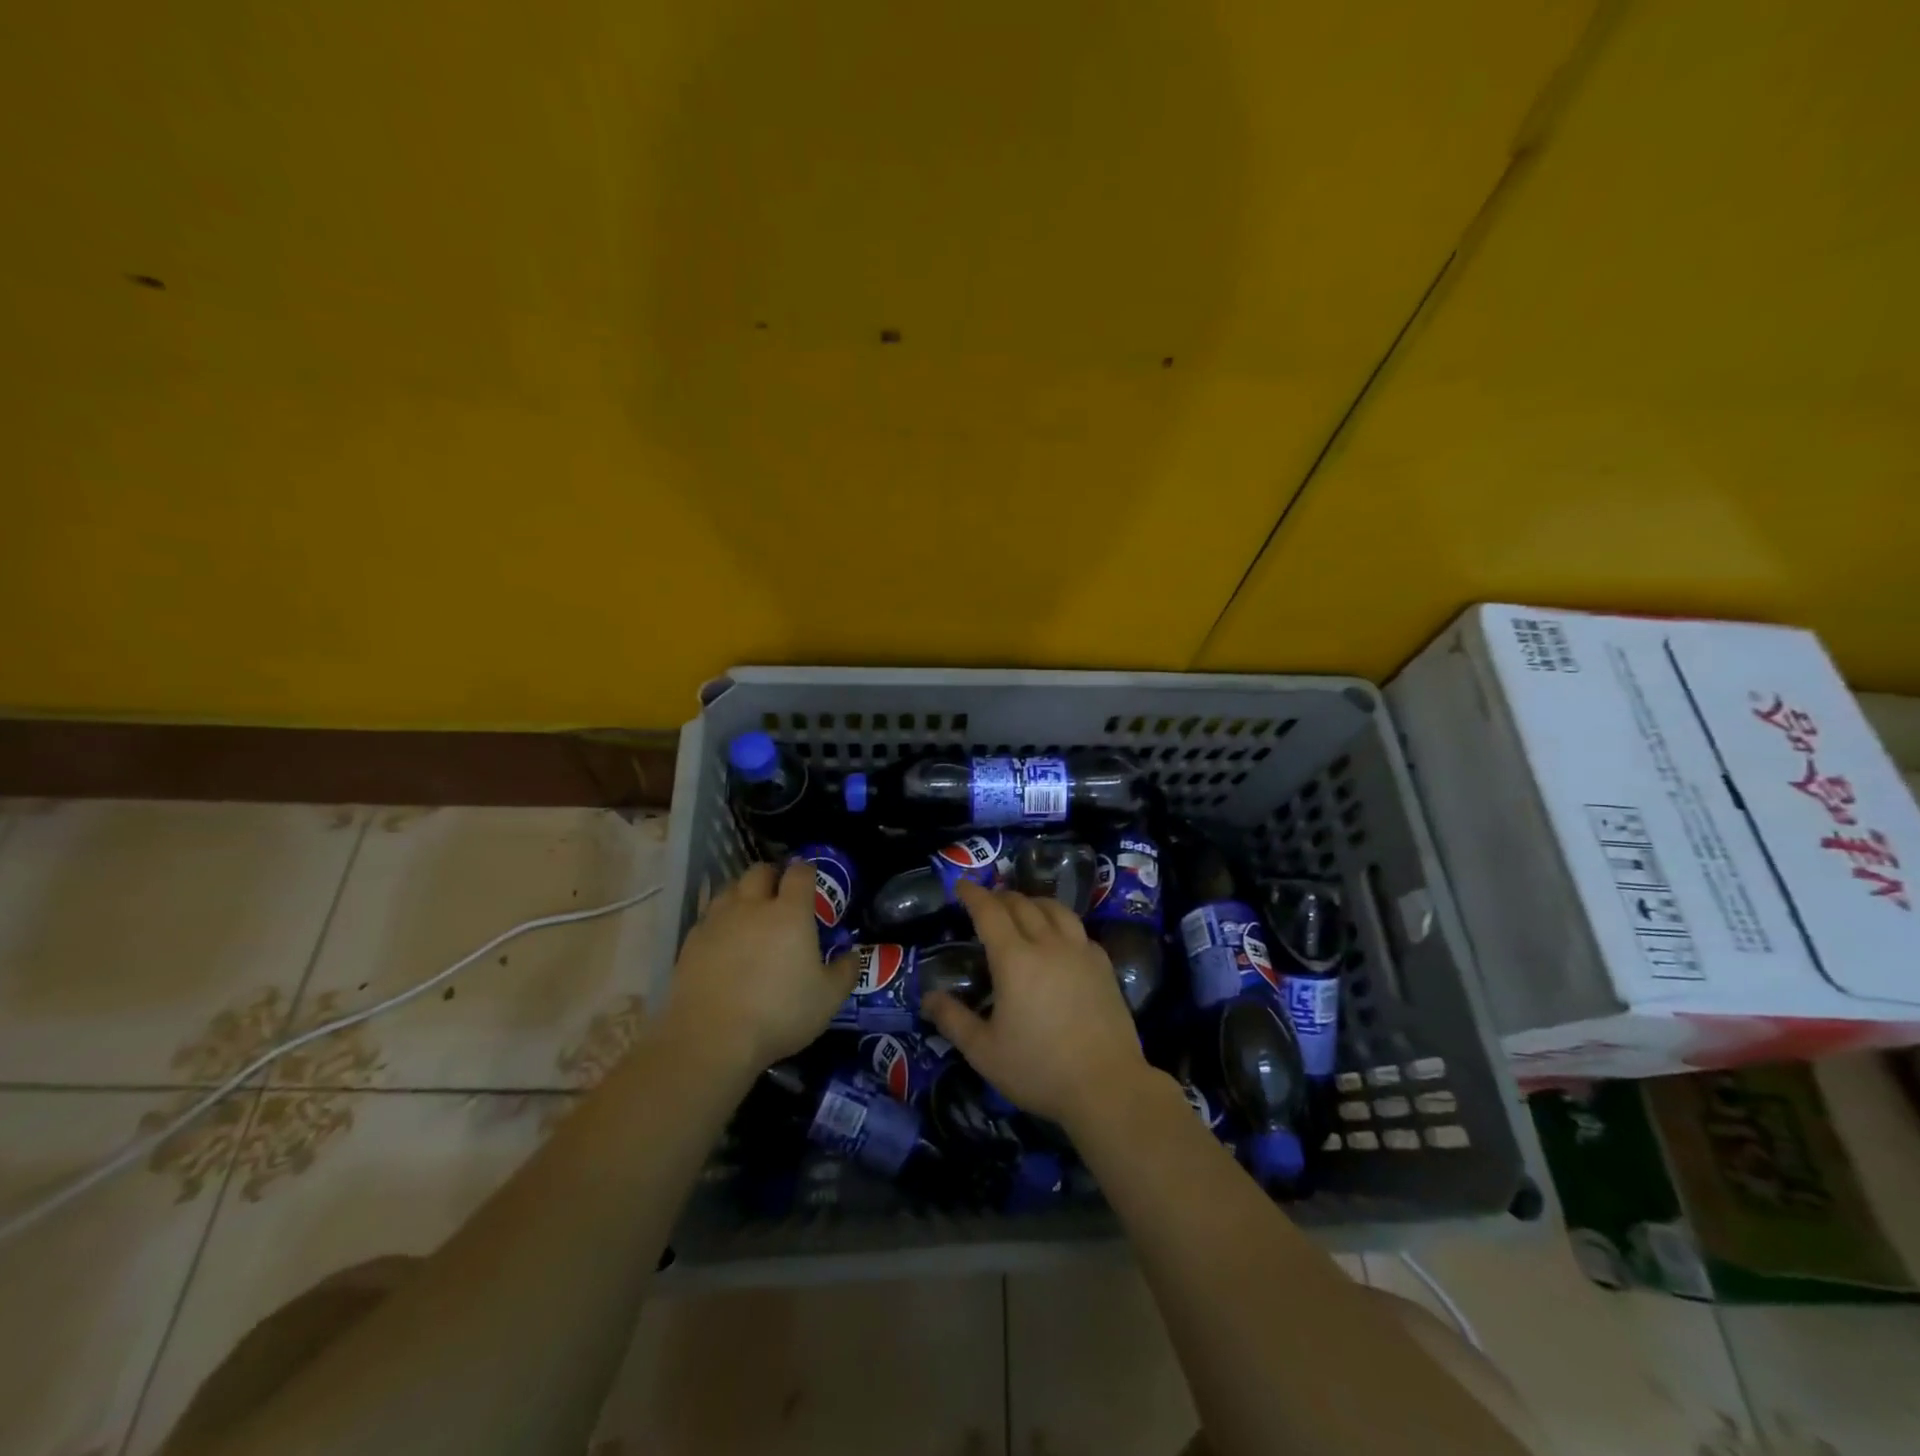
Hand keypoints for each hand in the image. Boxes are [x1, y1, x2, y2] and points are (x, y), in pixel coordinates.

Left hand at [662, 861, 857, 1075]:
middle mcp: (752, 906)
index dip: (807, 870)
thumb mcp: (828, 999)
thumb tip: (852, 955)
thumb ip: (845, 972)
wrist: (710, 1038)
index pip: (800, 873)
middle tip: (779, 892)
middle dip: (772, 875)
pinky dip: (719, 920)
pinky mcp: (691, 942)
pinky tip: (723, 939)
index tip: (810, 878)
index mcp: (790, 912)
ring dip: (743, 893)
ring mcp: (717, 921)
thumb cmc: (779, 1013)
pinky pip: (708, 917)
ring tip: (749, 912)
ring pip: (729, 888)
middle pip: (759, 871)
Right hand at [923, 879, 1150, 1129]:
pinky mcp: (1103, 966)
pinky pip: (1078, 930)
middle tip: (987, 902)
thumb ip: (953, 1020)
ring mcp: (1080, 952)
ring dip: (1033, 902)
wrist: (1107, 1086)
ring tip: (1023, 909)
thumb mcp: (984, 1052)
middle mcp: (1048, 944)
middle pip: (1022, 905)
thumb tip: (928, 998)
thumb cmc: (1039, 1069)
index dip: (973, 894)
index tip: (961, 885)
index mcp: (1015, 959)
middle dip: (1000, 897)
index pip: (990, 912)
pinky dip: (1060, 923)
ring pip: (1055, 910)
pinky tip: (1059, 938)